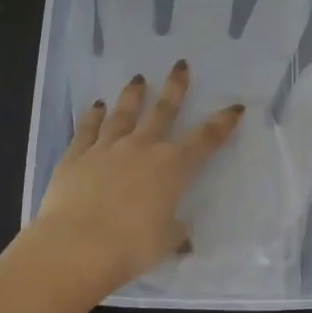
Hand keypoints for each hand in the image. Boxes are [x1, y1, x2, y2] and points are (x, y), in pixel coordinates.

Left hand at [36, 60, 243, 298]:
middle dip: (175, 88)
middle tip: (180, 65)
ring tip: (138, 79)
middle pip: (163, 111)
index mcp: (172, 167)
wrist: (76, 246)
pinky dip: (92, 116)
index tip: (234, 107)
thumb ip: (175, 233)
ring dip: (133, 95)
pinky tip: (96, 106)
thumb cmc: (131, 246)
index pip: (205, 139)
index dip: (222, 123)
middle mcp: (142, 147)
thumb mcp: (165, 242)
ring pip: (123, 113)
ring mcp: (107, 147)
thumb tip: (183, 237)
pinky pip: (87, 129)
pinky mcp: (76, 155)